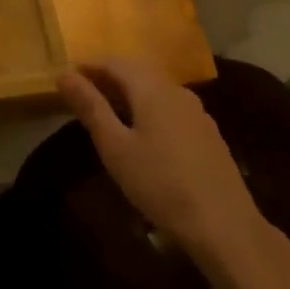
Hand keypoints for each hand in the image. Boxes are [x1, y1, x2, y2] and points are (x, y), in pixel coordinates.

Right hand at [55, 62, 279, 282]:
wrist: (225, 226)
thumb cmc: (160, 184)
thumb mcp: (115, 147)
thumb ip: (90, 107)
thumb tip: (64, 74)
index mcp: (152, 89)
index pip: (114, 62)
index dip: (89, 66)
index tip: (67, 79)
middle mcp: (176, 91)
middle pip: (137, 72)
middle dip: (109, 78)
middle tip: (84, 95)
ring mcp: (197, 112)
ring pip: (156, 90)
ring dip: (130, 94)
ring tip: (109, 114)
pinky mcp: (208, 133)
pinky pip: (170, 107)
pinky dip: (149, 109)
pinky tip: (144, 134)